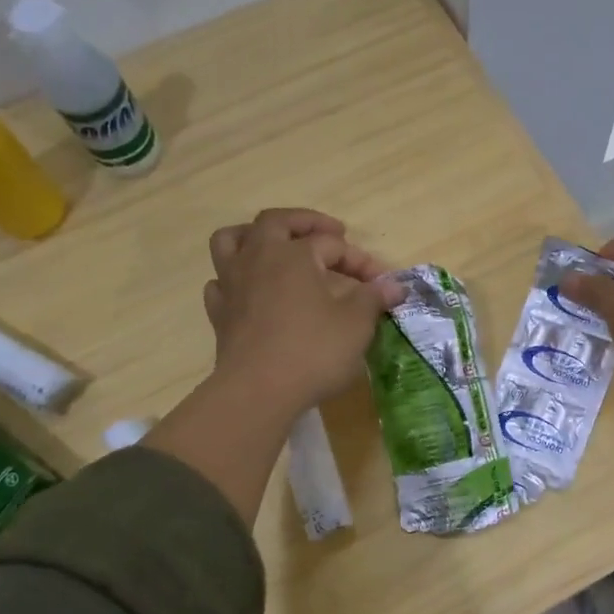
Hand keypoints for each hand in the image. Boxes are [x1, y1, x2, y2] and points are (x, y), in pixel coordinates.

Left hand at [141, 209, 402, 525]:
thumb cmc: (313, 351)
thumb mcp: (356, 324)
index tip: (381, 285)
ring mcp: (232, 284)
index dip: (361, 261)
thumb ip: (373, 298)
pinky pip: (220, 282)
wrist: (259, 392)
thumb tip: (394, 285)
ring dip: (254, 236)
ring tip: (274, 245)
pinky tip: (251, 291)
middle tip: (331, 233)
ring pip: (232, 241)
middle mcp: (259, 258)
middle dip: (305, 222)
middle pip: (276, 222)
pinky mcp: (220, 313)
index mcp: (294, 255)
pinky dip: (235, 278)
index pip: (333, 245)